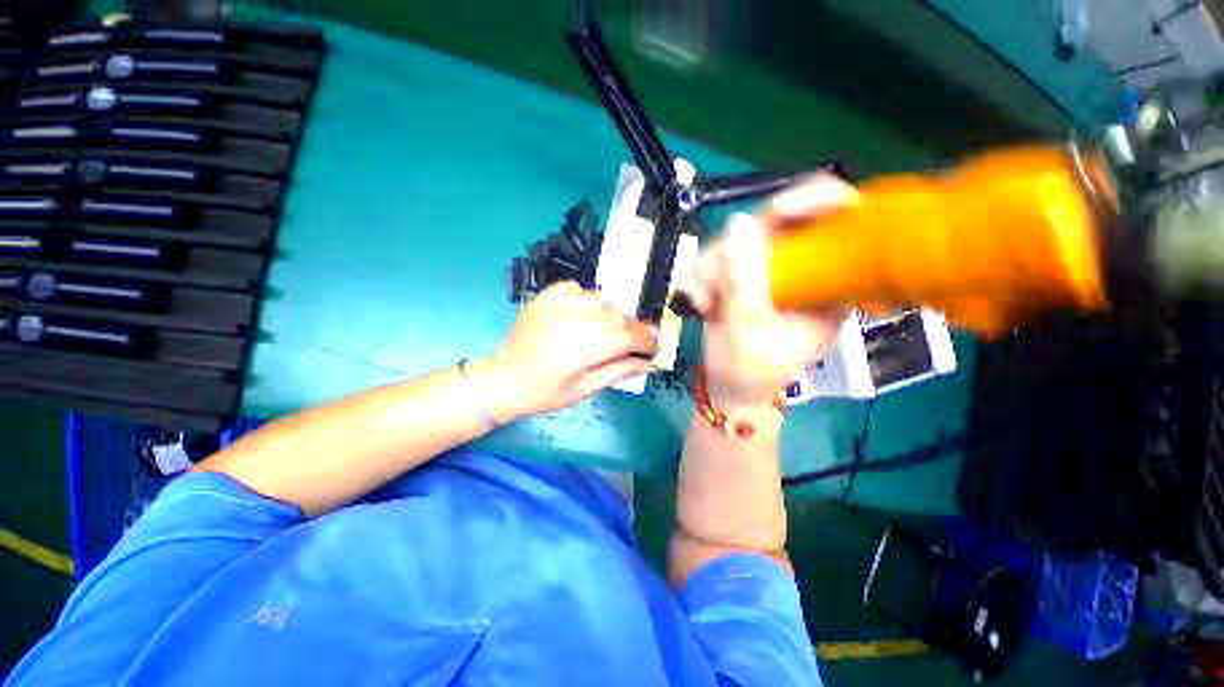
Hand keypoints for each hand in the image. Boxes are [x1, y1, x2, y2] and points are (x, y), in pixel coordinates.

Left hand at [469, 281, 658, 421]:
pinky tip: (582, 313)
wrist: (504, 380)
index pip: (628, 336)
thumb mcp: (585, 389)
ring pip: (601, 301)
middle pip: (617, 317)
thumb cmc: (545, 393)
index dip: (647, 339)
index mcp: (585, 348)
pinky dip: (586, 299)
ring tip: (606, 329)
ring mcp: (558, 305)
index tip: (655, 345)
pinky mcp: (545, 297)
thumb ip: (619, 371)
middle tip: (634, 342)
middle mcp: (575, 321)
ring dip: (610, 314)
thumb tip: (649, 363)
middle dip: (631, 329)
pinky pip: (576, 288)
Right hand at [680, 174, 855, 409]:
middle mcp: (801, 267)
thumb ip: (745, 281)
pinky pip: (715, 254)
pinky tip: (701, 303)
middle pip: (778, 220)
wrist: (727, 386)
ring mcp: (768, 268)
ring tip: (706, 304)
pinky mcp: (740, 272)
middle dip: (736, 251)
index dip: (817, 200)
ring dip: (712, 270)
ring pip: (737, 237)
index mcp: (830, 282)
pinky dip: (701, 276)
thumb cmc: (749, 370)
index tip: (780, 210)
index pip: (840, 219)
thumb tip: (739, 222)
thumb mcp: (750, 331)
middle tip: (715, 283)